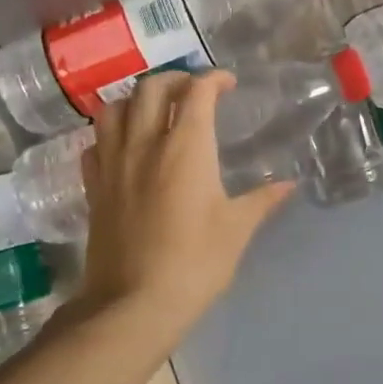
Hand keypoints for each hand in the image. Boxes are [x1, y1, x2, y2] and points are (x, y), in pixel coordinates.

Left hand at [76, 71, 293, 341]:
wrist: (133, 305)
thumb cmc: (195, 263)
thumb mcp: (237, 230)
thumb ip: (262, 200)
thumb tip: (288, 184)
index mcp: (186, 148)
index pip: (197, 92)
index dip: (213, 79)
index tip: (228, 83)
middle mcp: (145, 144)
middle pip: (151, 88)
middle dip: (175, 80)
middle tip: (194, 92)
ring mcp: (113, 165)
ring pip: (114, 109)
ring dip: (136, 100)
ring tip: (154, 111)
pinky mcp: (94, 188)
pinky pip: (95, 144)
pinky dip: (110, 133)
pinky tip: (124, 146)